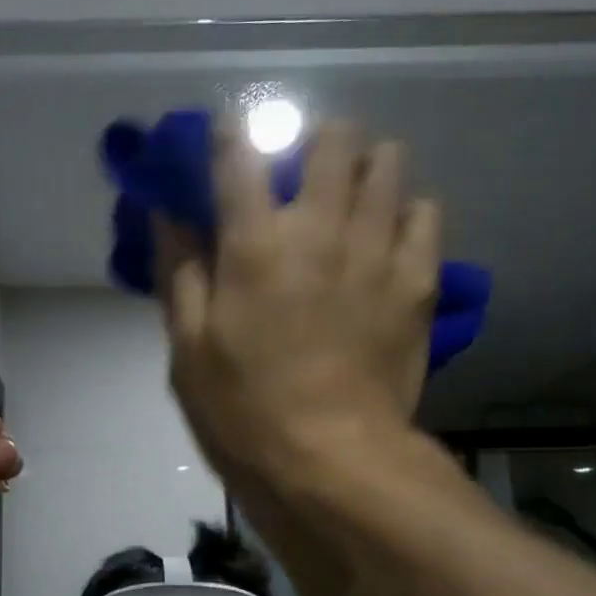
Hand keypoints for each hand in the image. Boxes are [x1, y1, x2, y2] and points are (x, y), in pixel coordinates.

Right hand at [155, 122, 439, 494]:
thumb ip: (179, 273)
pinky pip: (427, 214)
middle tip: (298, 170)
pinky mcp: (418, 281)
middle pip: (332, 138)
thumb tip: (169, 215)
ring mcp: (378, 250)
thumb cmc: (244, 411)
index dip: (229, 133)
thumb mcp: (188, 350)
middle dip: (312, 139)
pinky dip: (407, 212)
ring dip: (364, 166)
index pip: (239, 153)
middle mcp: (321, 228)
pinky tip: (389, 236)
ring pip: (388, 163)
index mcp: (255, 243)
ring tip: (349, 197)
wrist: (332, 461)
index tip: (226, 137)